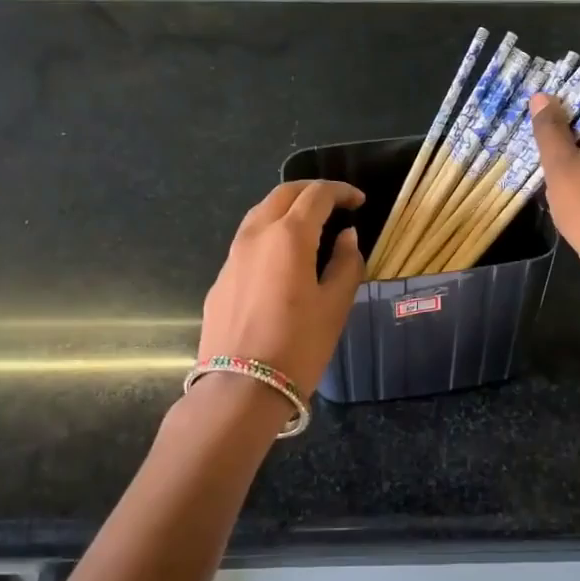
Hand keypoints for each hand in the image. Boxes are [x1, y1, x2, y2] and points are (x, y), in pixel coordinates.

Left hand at [200, 180, 364, 396]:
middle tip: (335, 204)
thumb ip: (346, 264)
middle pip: (282, 195)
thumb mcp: (335, 306)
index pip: (316, 196)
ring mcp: (232, 257)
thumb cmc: (298, 346)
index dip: (341, 192)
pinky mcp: (220, 280)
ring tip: (310, 226)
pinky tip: (283, 260)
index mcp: (288, 236)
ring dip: (287, 210)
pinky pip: (248, 242)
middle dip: (311, 192)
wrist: (240, 388)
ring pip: (260, 214)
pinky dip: (270, 235)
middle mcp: (255, 236)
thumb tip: (347, 238)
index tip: (359, 201)